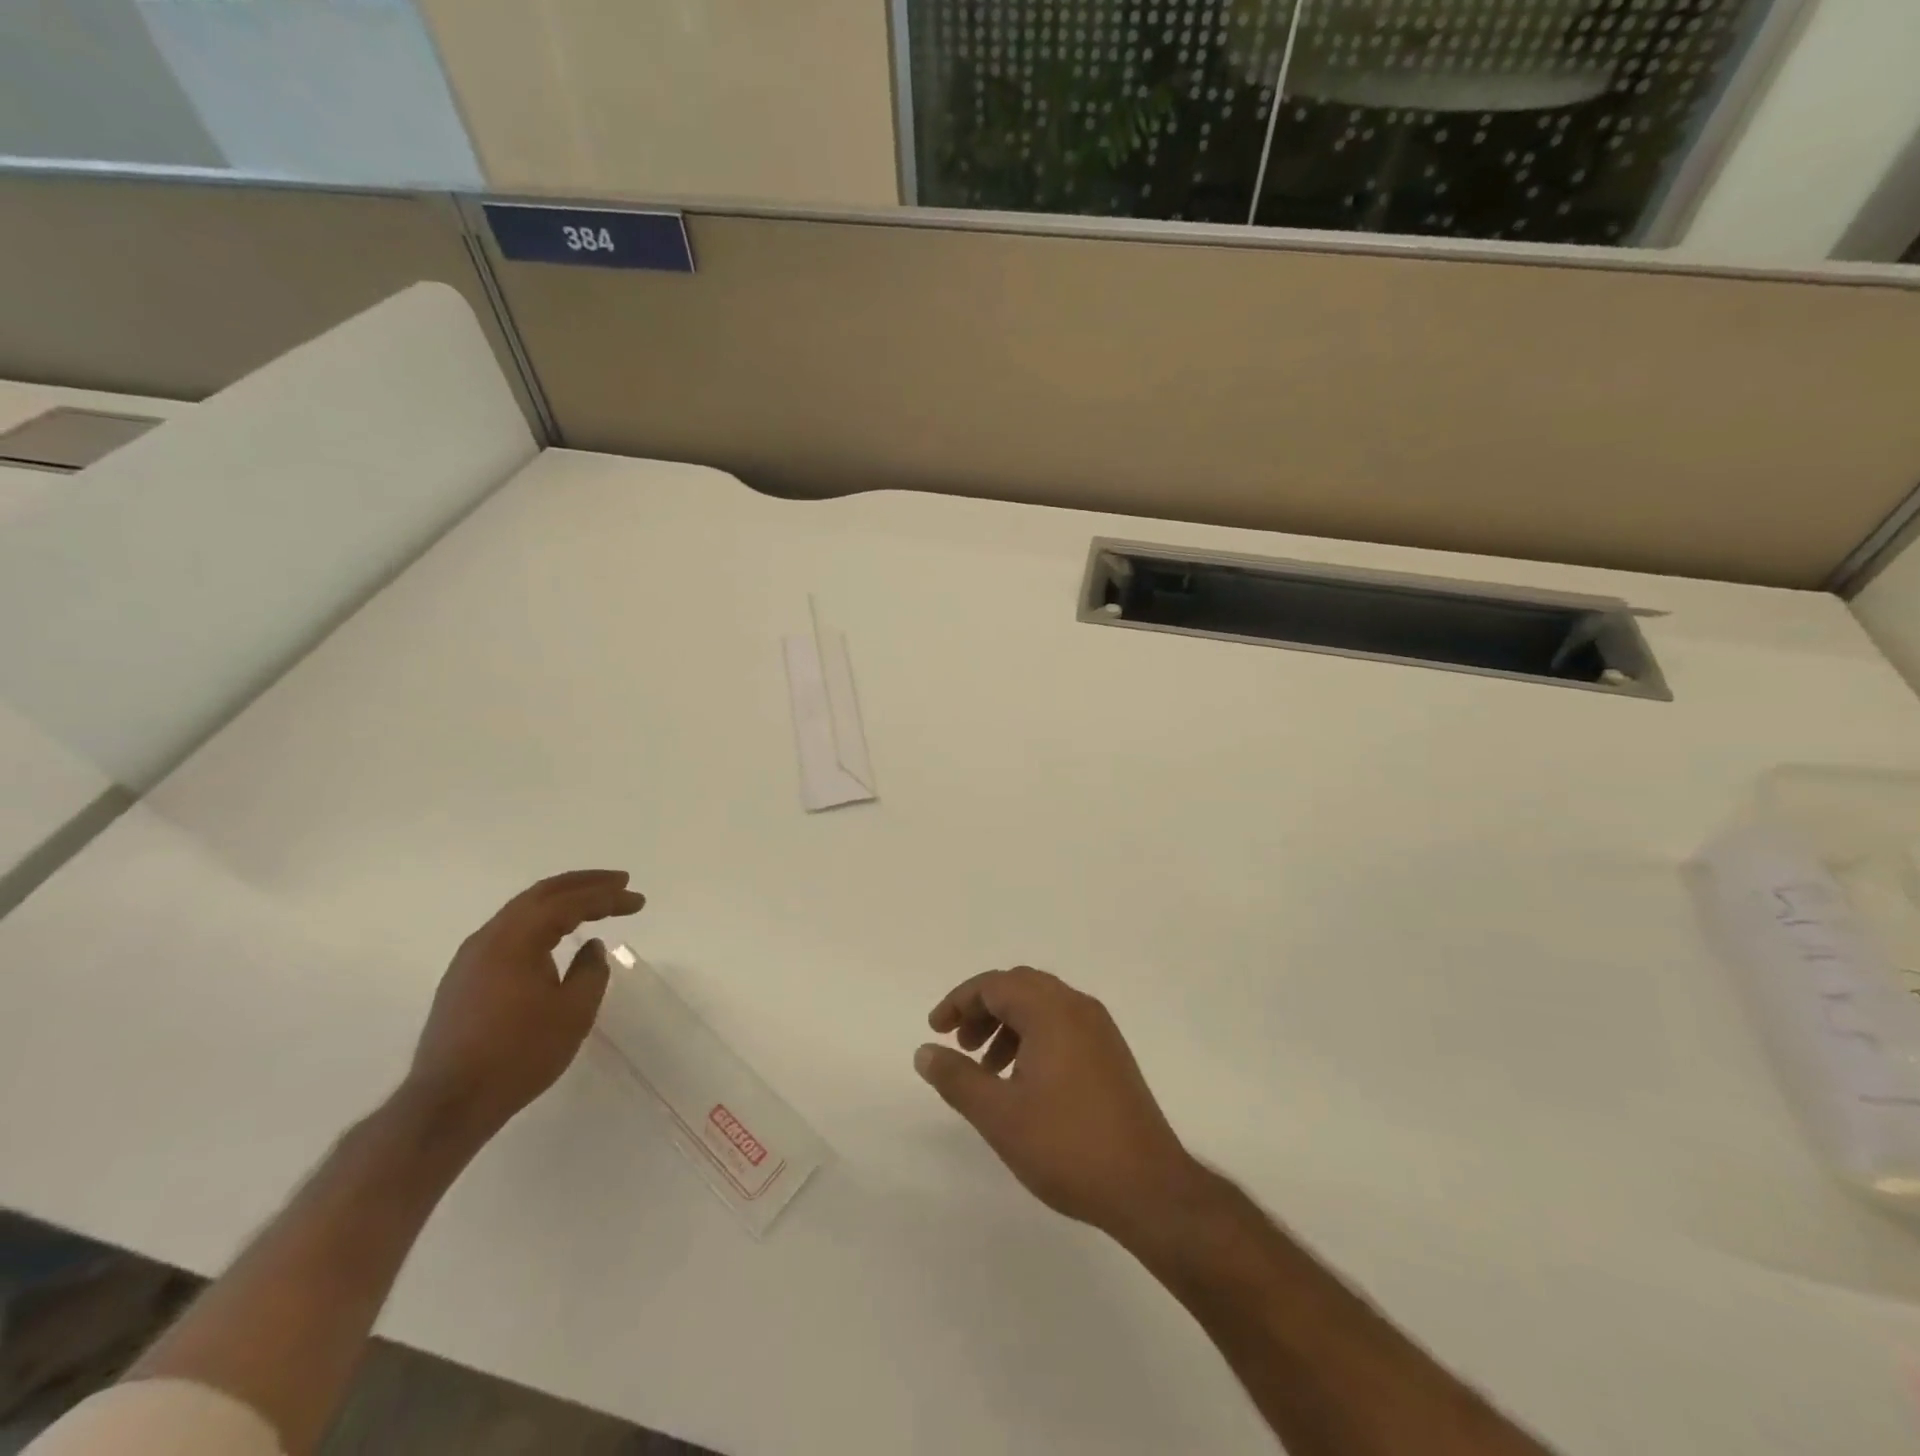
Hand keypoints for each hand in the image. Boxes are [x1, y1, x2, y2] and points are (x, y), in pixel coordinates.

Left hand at [407, 870, 645, 1143]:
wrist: (447, 1105)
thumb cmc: (519, 1055)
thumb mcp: (573, 1012)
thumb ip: (591, 971)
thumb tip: (592, 946)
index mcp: (516, 939)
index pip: (569, 903)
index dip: (608, 897)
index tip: (638, 899)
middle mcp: (489, 938)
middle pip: (541, 895)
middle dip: (584, 884)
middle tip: (619, 881)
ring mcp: (470, 958)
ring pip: (521, 912)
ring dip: (561, 901)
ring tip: (593, 901)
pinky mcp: (463, 979)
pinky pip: (509, 932)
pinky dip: (541, 922)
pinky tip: (555, 935)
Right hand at [916, 967, 1195, 1236]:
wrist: (1148, 1187)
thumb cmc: (1067, 1146)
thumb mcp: (999, 1115)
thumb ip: (957, 1078)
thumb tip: (924, 1051)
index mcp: (1052, 1011)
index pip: (995, 984)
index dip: (959, 1002)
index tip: (936, 1031)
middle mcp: (1078, 1007)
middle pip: (1019, 987)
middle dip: (983, 1010)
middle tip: (960, 1044)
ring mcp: (1100, 1030)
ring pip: (1042, 1007)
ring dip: (1008, 1025)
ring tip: (987, 1069)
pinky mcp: (1111, 1054)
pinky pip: (1062, 1026)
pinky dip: (1033, 1038)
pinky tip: (1023, 1081)